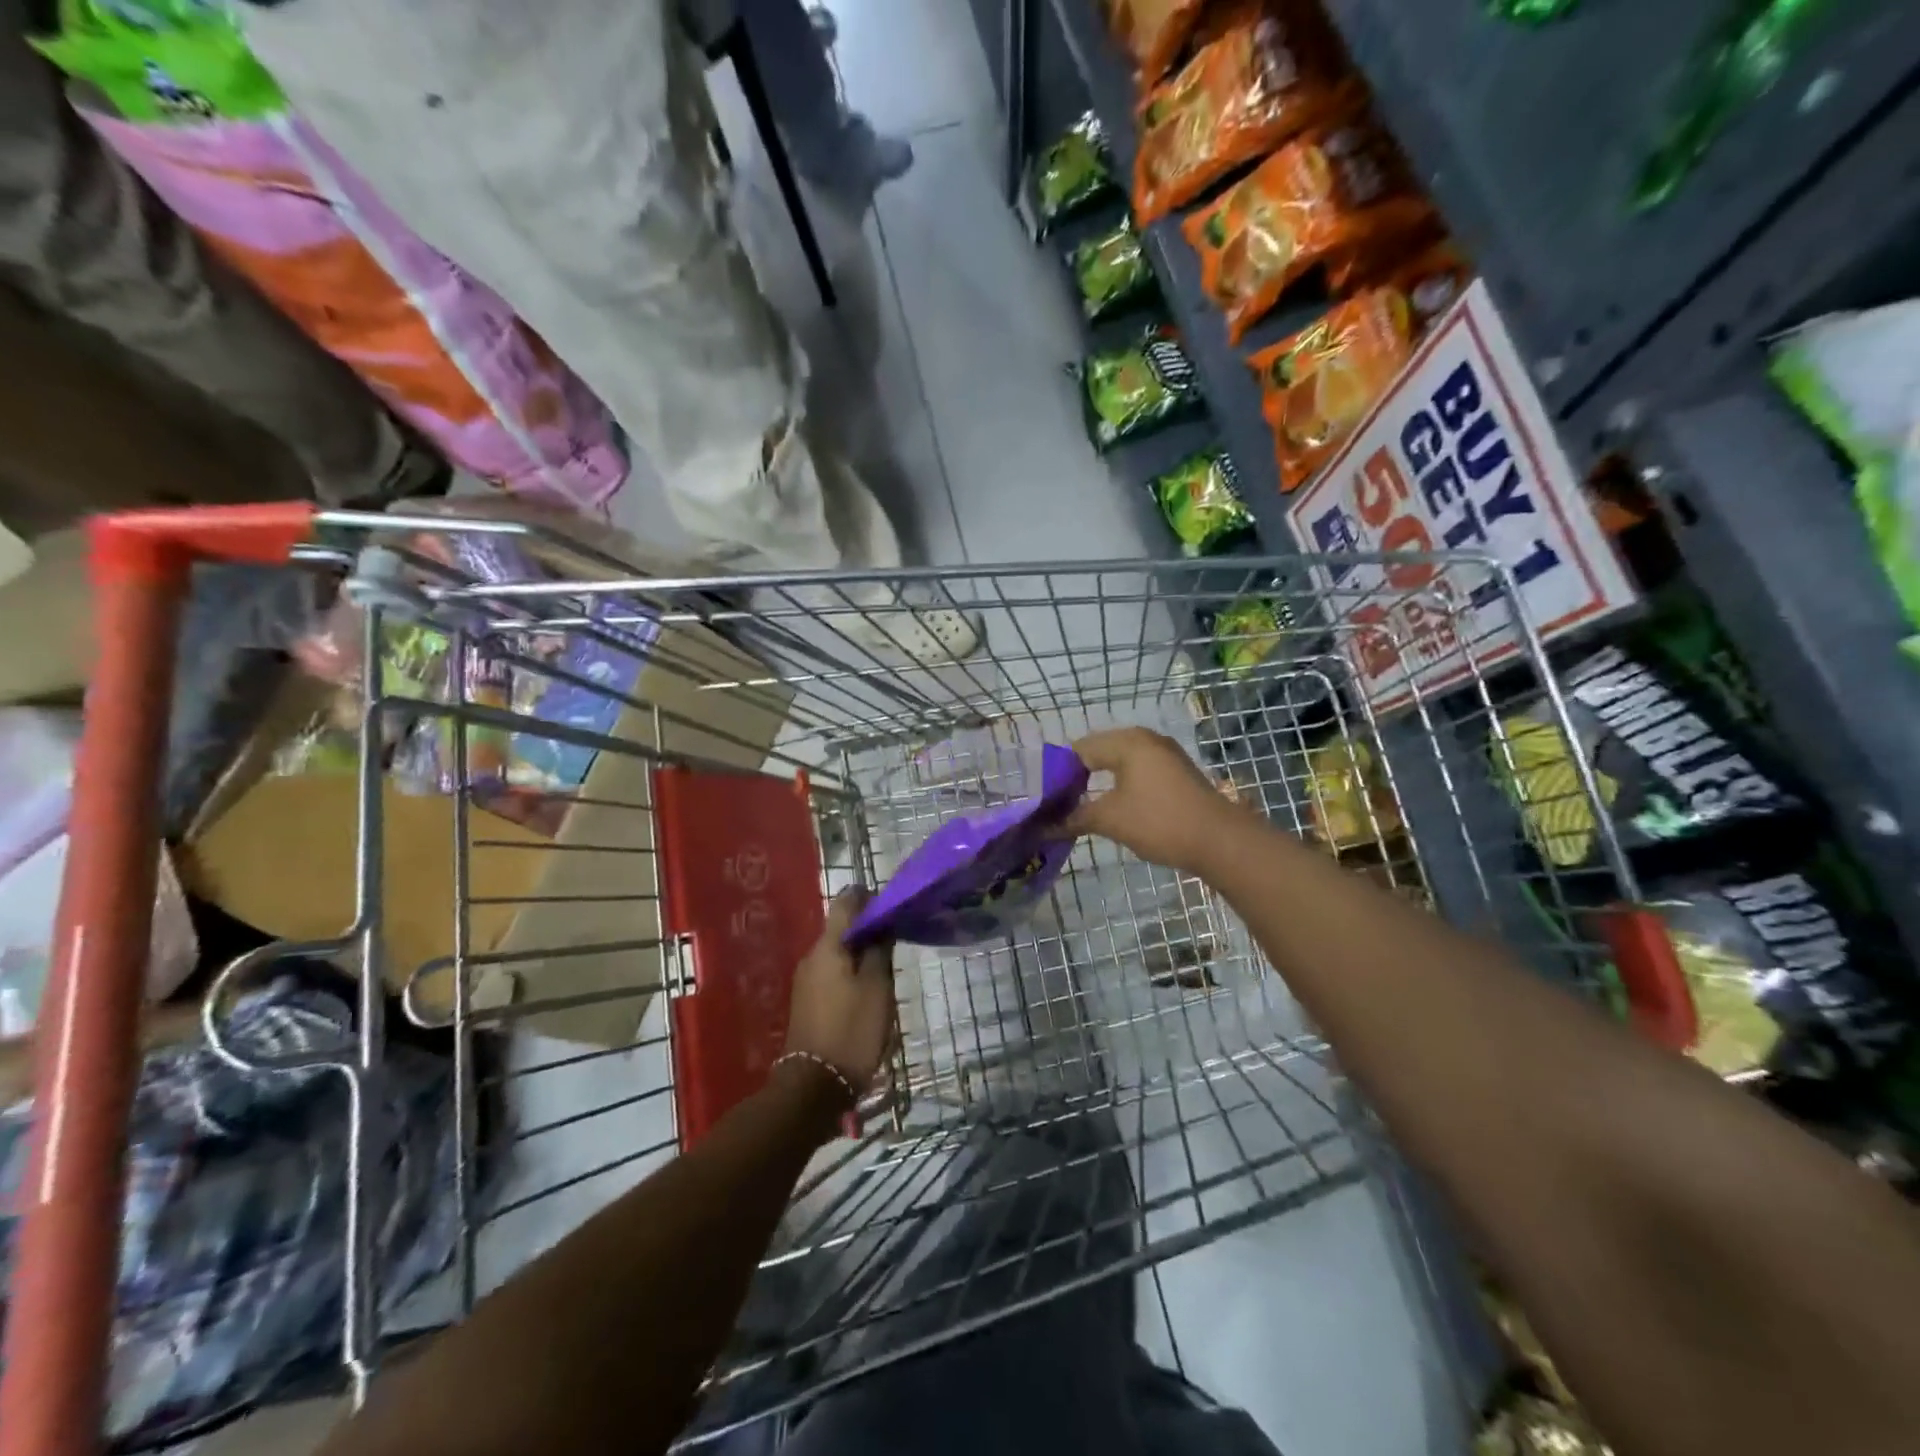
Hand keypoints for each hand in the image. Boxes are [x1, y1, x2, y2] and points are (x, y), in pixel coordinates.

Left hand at [783, 889, 896, 1096]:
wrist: (814, 1086)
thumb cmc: (852, 1030)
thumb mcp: (877, 988)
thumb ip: (880, 950)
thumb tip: (882, 923)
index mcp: (828, 946)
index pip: (845, 902)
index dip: (868, 897)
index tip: (891, 904)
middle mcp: (811, 956)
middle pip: (840, 928)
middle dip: (867, 928)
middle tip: (896, 937)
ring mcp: (805, 980)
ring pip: (837, 952)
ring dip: (860, 952)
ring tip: (886, 965)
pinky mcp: (806, 1002)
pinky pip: (831, 973)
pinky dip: (850, 972)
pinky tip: (868, 988)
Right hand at [1064, 727, 1248, 875]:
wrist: (1220, 841)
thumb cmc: (1159, 822)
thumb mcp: (1110, 820)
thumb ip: (1075, 818)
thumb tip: (1044, 827)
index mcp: (1127, 741)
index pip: (1079, 749)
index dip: (1059, 773)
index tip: (1046, 799)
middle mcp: (1145, 739)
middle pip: (1099, 752)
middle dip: (1078, 776)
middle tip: (1060, 803)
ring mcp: (1164, 754)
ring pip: (1120, 762)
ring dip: (1100, 782)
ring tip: (1081, 807)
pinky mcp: (1176, 772)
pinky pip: (1138, 770)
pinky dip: (1121, 785)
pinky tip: (1113, 806)